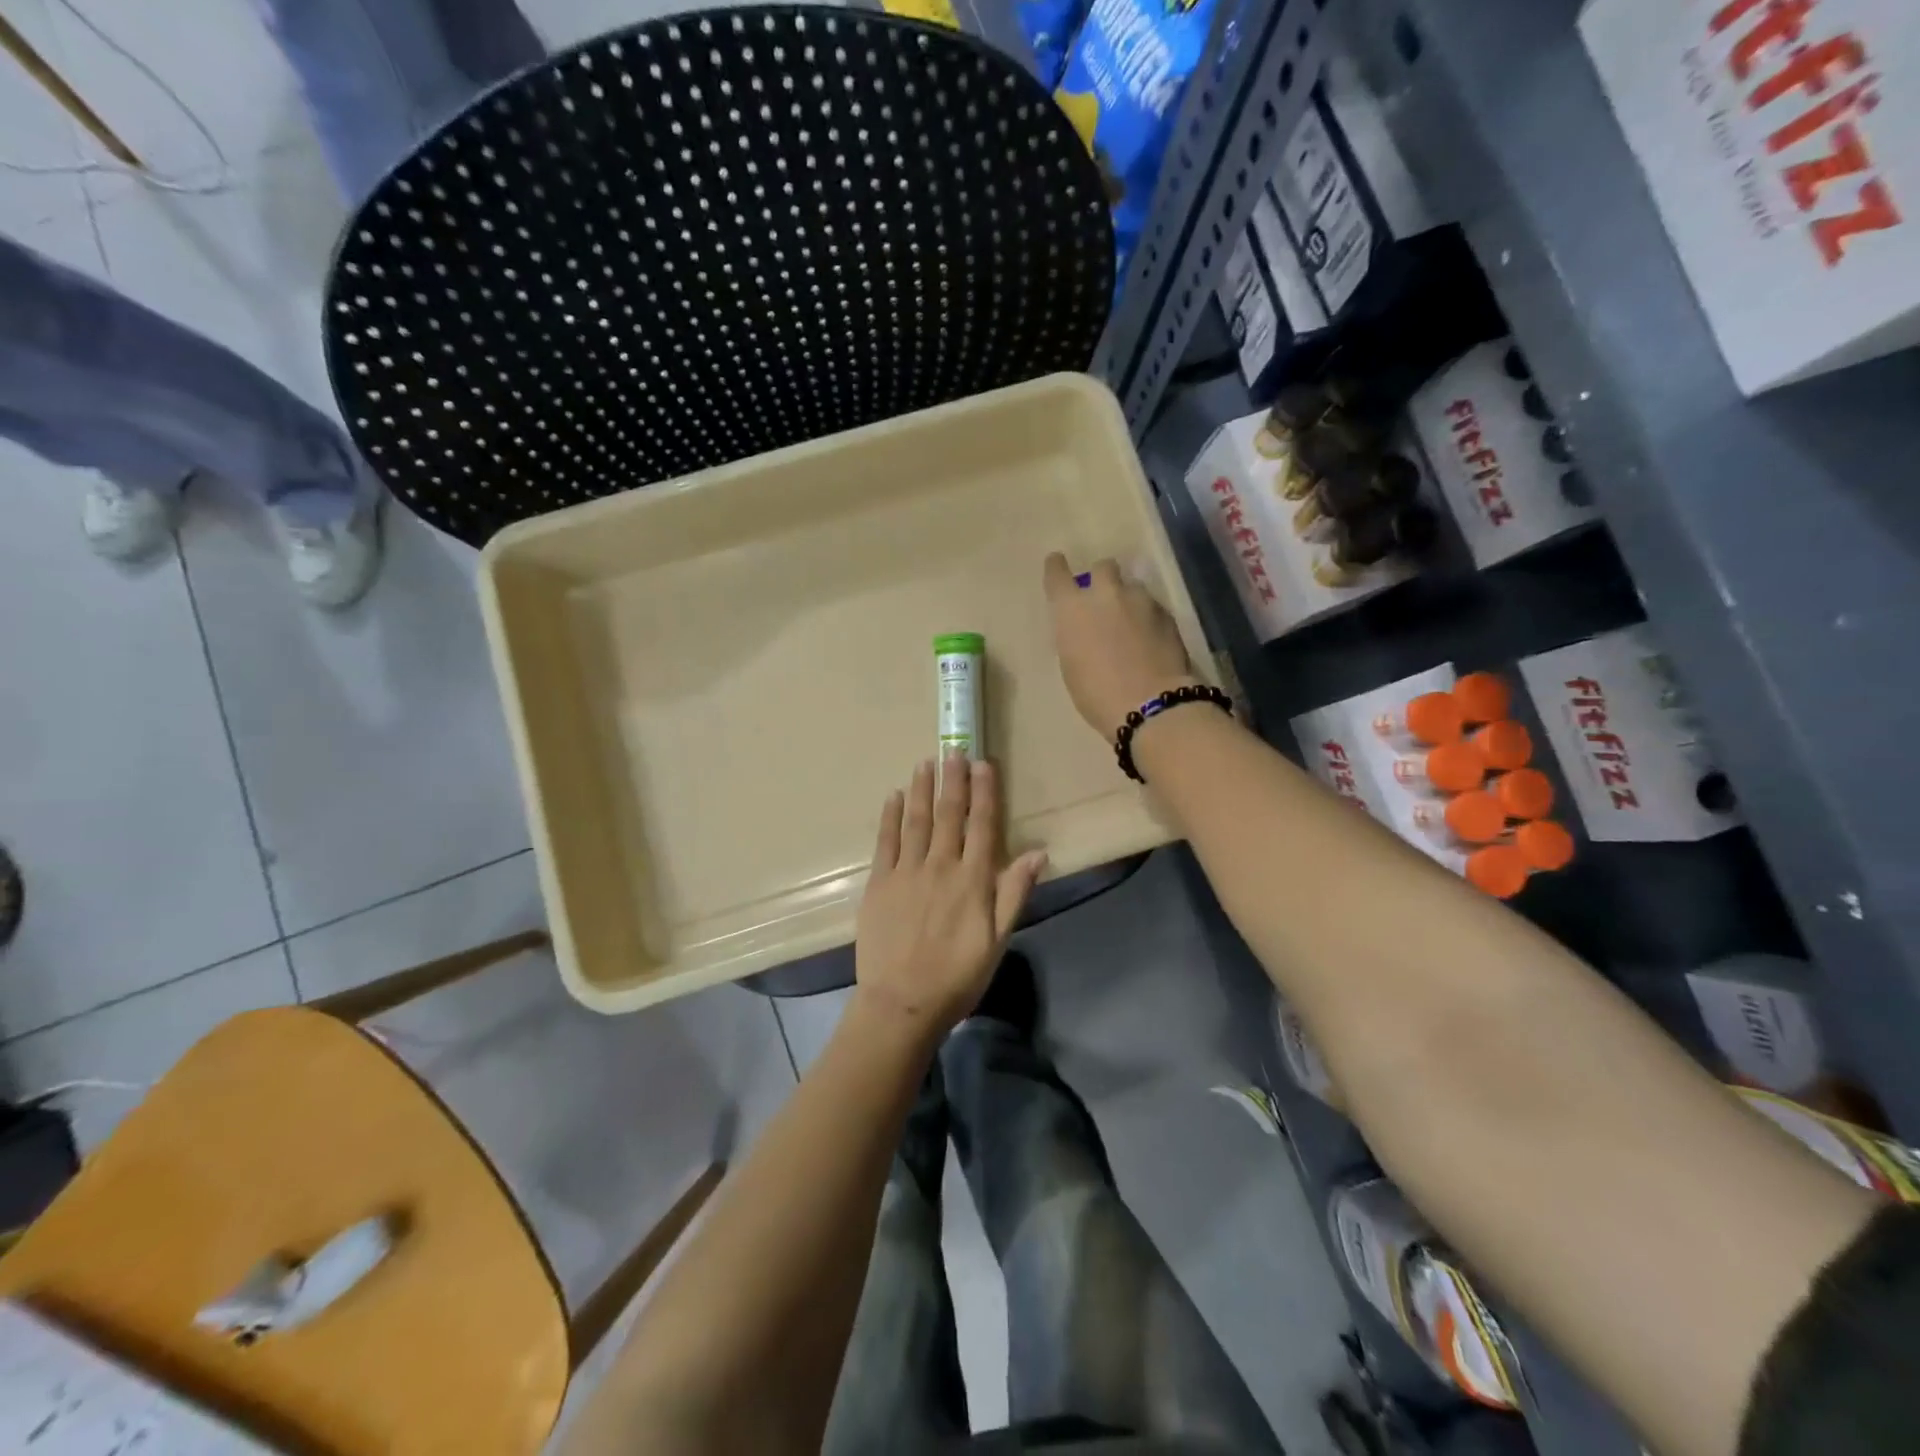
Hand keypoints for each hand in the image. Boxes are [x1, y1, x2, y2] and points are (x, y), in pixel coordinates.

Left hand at [854, 757, 1047, 1040]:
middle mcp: (941, 866)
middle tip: (954, 750)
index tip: (983, 764)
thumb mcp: (998, 940)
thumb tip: (1038, 852)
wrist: (902, 1003)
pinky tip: (895, 796)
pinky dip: (891, 816)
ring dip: (923, 788)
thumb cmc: (957, 976)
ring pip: (917, 820)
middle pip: (949, 815)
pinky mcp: (880, 883)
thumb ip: (1014, 893)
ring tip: (926, 762)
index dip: (984, 793)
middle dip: (953, 780)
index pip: (982, 825)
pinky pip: (886, 841)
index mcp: (973, 880)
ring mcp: (906, 872)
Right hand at [1043, 553, 1197, 737]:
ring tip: (1132, 625)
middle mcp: (1105, 594)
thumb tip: (1084, 629)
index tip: (1057, 564)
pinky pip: (1152, 607)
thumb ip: (1075, 637)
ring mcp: (1140, 601)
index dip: (1056, 567)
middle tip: (1104, 600)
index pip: (1057, 573)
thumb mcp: (1071, 666)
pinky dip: (1148, 618)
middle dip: (1102, 578)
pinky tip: (1151, 640)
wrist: (1150, 704)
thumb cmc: (1097, 694)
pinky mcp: (1167, 614)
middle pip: (1103, 567)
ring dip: (1129, 600)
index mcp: (1072, 609)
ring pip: (1132, 587)